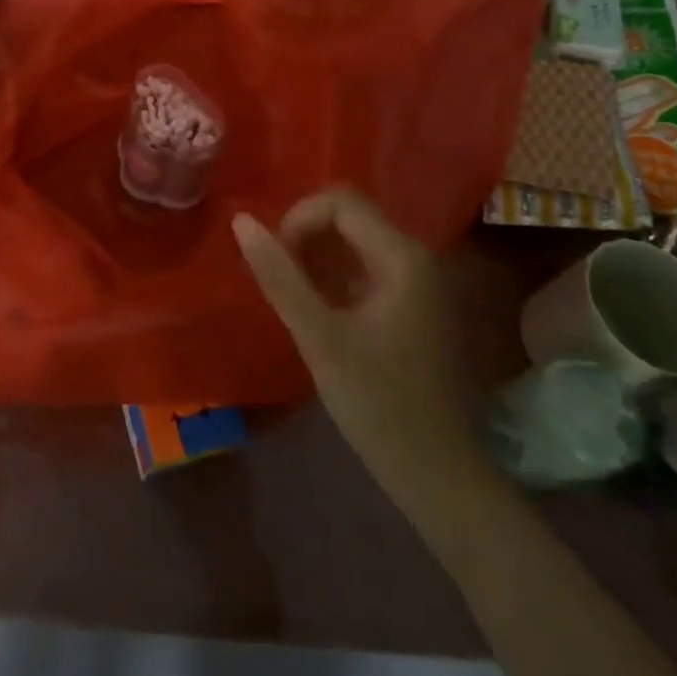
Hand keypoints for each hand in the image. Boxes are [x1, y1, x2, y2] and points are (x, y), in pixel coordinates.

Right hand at [234, 189, 482, 509]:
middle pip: (348, 214)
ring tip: (292, 295)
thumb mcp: (319, 338)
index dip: (298, 220)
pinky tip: (315, 308)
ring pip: (352, 239)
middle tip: (280, 279)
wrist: (435, 473)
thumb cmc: (378, 404)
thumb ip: (279, 276)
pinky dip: (332, 274)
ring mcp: (415, 279)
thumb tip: (241, 221)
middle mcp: (415, 255)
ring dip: (315, 255)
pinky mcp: (409, 301)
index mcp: (402, 256)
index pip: (340, 202)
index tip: (275, 261)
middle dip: (305, 236)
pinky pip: (362, 264)